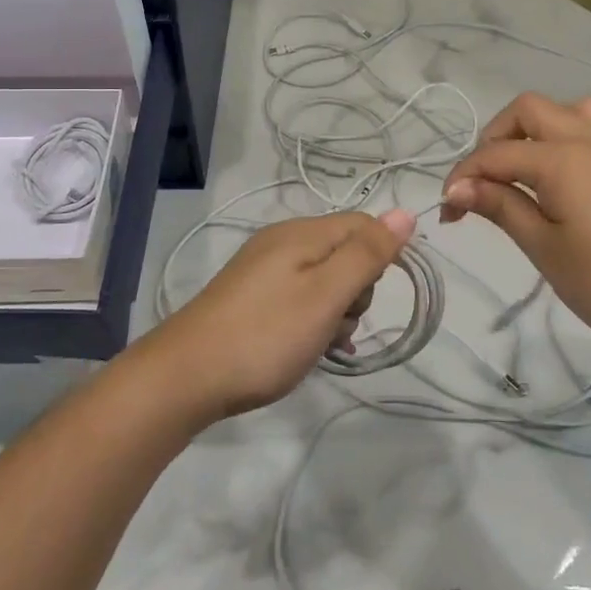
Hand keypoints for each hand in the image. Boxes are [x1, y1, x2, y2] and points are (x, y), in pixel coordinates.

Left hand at [139, 209, 415, 422]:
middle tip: (336, 322)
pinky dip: (312, 322)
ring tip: (318, 343)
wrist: (186, 377)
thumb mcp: (325, 294)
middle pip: (345, 253)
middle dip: (355, 291)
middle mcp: (283, 242)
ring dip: (334, 313)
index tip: (374, 296)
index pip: (363, 224)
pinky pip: (300, 299)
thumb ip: (366, 254)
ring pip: (324, 281)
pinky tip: (307, 349)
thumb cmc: (265, 335)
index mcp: (301, 233)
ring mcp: (264, 270)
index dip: (381, 255)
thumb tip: (405, 212)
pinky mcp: (252, 298)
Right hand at [440, 94, 590, 348]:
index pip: (495, 155)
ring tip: (530, 166)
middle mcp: (588, 139)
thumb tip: (458, 188)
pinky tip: (582, 170)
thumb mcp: (544, 248)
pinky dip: (585, 141)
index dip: (464, 178)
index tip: (447, 212)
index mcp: (560, 158)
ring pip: (574, 110)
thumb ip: (501, 207)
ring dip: (543, 129)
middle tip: (485, 182)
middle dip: (497, 137)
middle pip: (530, 110)